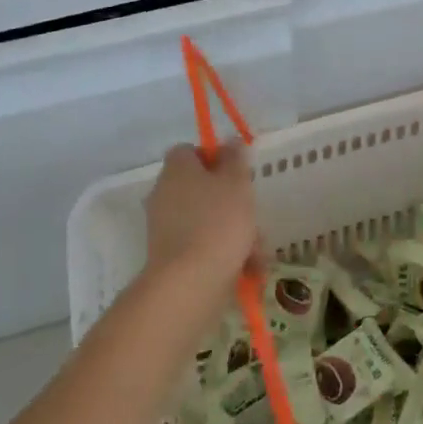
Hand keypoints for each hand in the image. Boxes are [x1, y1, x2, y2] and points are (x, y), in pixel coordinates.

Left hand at [144, 142, 260, 288]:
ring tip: (257, 253)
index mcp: (177, 170)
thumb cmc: (218, 223)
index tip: (238, 174)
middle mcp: (165, 195)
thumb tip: (230, 141)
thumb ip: (235, 159)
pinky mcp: (172, 257)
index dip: (215, 159)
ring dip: (237, 234)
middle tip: (254, 219)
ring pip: (209, 222)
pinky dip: (225, 256)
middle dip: (235, 205)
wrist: (190, 282)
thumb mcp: (236, 184)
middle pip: (204, 190)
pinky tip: (248, 270)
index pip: (190, 151)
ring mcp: (166, 228)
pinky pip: (204, 247)